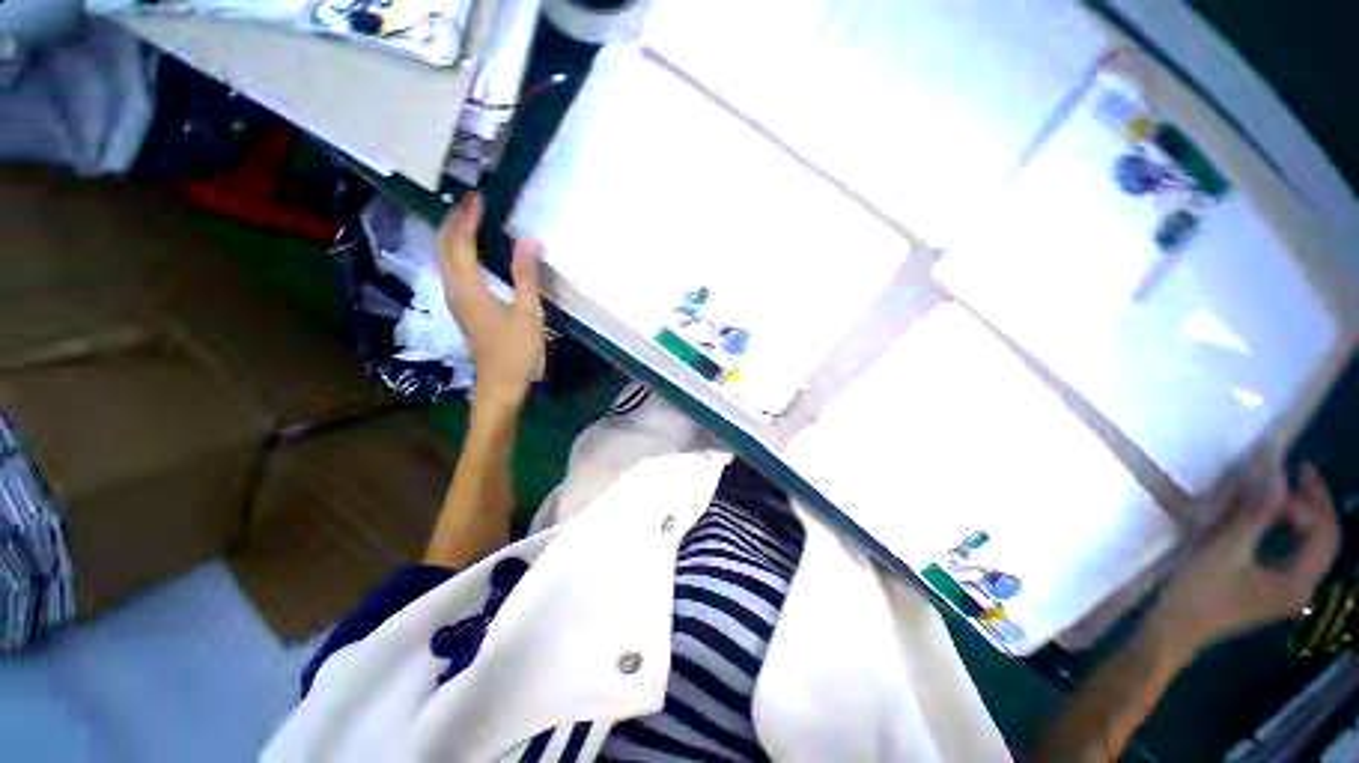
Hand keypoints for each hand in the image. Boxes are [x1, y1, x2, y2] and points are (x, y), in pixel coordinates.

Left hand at [436, 193, 544, 409]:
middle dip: (453, 221)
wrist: (500, 383)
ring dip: (452, 235)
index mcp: (469, 288)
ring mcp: (456, 301)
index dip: (467, 218)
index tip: (478, 198)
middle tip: (471, 203)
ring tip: (470, 220)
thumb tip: (530, 240)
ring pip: (444, 258)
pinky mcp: (463, 309)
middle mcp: (454, 290)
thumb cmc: (517, 350)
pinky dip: (458, 252)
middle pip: (443, 247)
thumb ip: (526, 275)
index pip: (460, 243)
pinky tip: (472, 252)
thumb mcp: (528, 312)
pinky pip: (452, 271)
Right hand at [1150, 453, 1339, 655]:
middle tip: (1299, 468)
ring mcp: (1288, 590)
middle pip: (1326, 539)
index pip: (1320, 532)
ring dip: (1306, 513)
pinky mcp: (1273, 588)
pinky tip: (1276, 517)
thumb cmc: (1199, 592)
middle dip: (1316, 501)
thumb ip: (1254, 512)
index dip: (1301, 503)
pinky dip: (1292, 529)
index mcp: (1299, 582)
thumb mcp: (1225, 551)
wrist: (1174, 628)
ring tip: (1290, 485)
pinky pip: (1295, 552)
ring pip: (1313, 545)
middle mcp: (1304, 587)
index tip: (1269, 483)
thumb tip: (1273, 469)